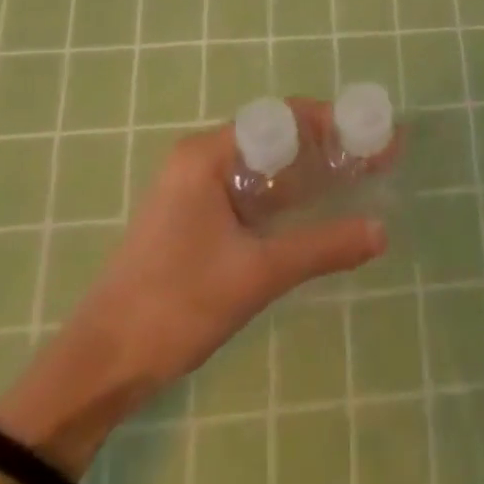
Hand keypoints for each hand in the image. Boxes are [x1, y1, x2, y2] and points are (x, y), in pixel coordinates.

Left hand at [0, 99, 385, 471]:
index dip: (331, 124)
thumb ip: (322, 248)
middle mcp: (200, 159)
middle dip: (327, 146)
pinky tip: (317, 210)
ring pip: (264, 166)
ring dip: (308, 172)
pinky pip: (250, 191)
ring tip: (358, 179)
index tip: (372, 138)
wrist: (101, 365)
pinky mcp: (194, 216)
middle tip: (375, 160)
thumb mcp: (257, 274)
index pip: (282, 118)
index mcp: (206, 154)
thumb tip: (382, 231)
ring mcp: (194, 188)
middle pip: (275, 137)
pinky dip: (286, 195)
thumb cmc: (175, 306)